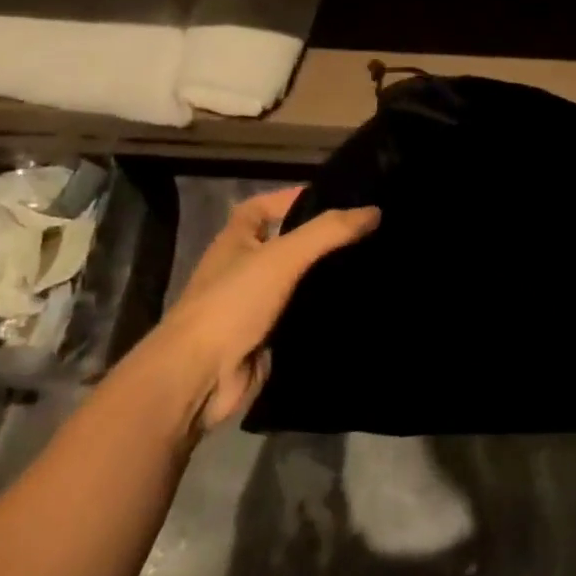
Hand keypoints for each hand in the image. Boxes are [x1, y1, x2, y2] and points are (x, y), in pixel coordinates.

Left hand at [143, 188, 379, 435]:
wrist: (200, 377)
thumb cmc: (233, 303)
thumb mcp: (282, 256)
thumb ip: (328, 232)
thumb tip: (375, 211)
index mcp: (236, 240)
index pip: (264, 207)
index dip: (295, 198)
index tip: (338, 198)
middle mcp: (243, 269)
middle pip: (288, 244)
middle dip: (322, 240)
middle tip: (371, 232)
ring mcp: (256, 306)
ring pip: (299, 283)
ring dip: (327, 278)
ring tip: (375, 265)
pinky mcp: (269, 338)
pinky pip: (303, 317)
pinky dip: (325, 313)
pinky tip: (360, 306)